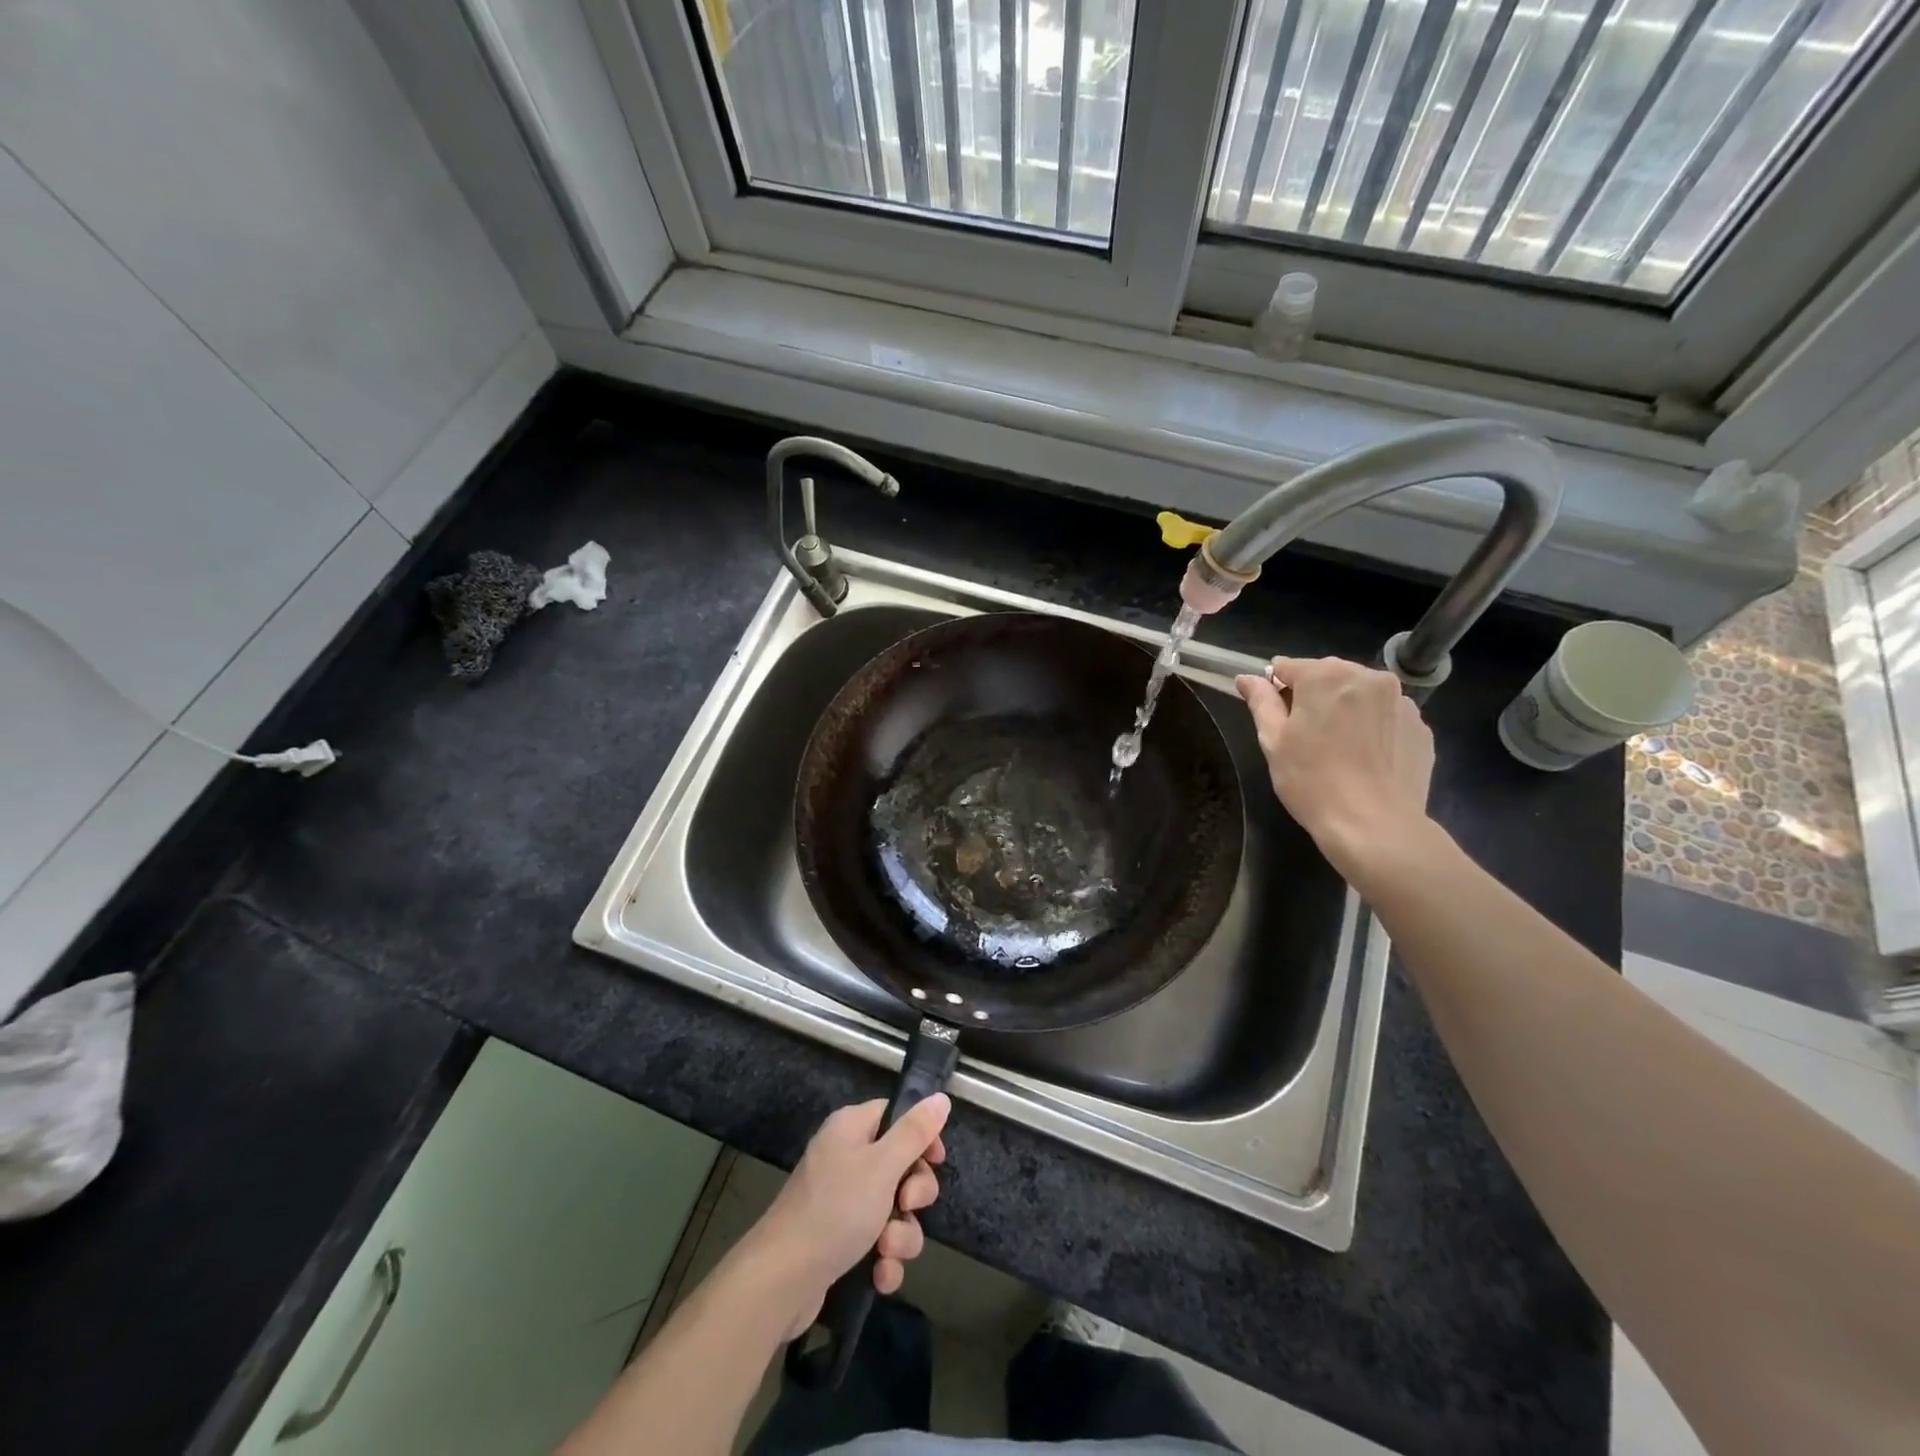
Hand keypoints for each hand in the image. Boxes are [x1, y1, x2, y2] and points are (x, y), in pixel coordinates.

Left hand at [741, 1095, 949, 1337]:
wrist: (781, 1280)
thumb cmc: (835, 1210)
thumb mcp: (882, 1165)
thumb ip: (914, 1132)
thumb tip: (941, 1097)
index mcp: (852, 1128)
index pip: (897, 1116)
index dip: (921, 1136)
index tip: (936, 1160)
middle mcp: (846, 1158)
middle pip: (901, 1166)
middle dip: (914, 1195)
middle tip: (906, 1205)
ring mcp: (842, 1202)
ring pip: (894, 1210)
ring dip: (900, 1235)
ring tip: (886, 1251)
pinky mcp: (840, 1241)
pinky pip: (878, 1243)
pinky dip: (884, 1260)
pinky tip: (879, 1276)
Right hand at [1235, 656, 1434, 882]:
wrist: (1374, 824)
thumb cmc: (1311, 780)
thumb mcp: (1273, 740)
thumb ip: (1260, 701)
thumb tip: (1247, 678)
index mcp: (1327, 675)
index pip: (1288, 667)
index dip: (1276, 690)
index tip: (1276, 719)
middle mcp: (1369, 677)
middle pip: (1328, 676)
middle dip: (1314, 697)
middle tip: (1306, 737)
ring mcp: (1401, 702)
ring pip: (1360, 695)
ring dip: (1346, 710)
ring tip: (1339, 750)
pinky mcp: (1421, 727)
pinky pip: (1386, 718)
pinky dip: (1373, 729)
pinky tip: (1365, 760)